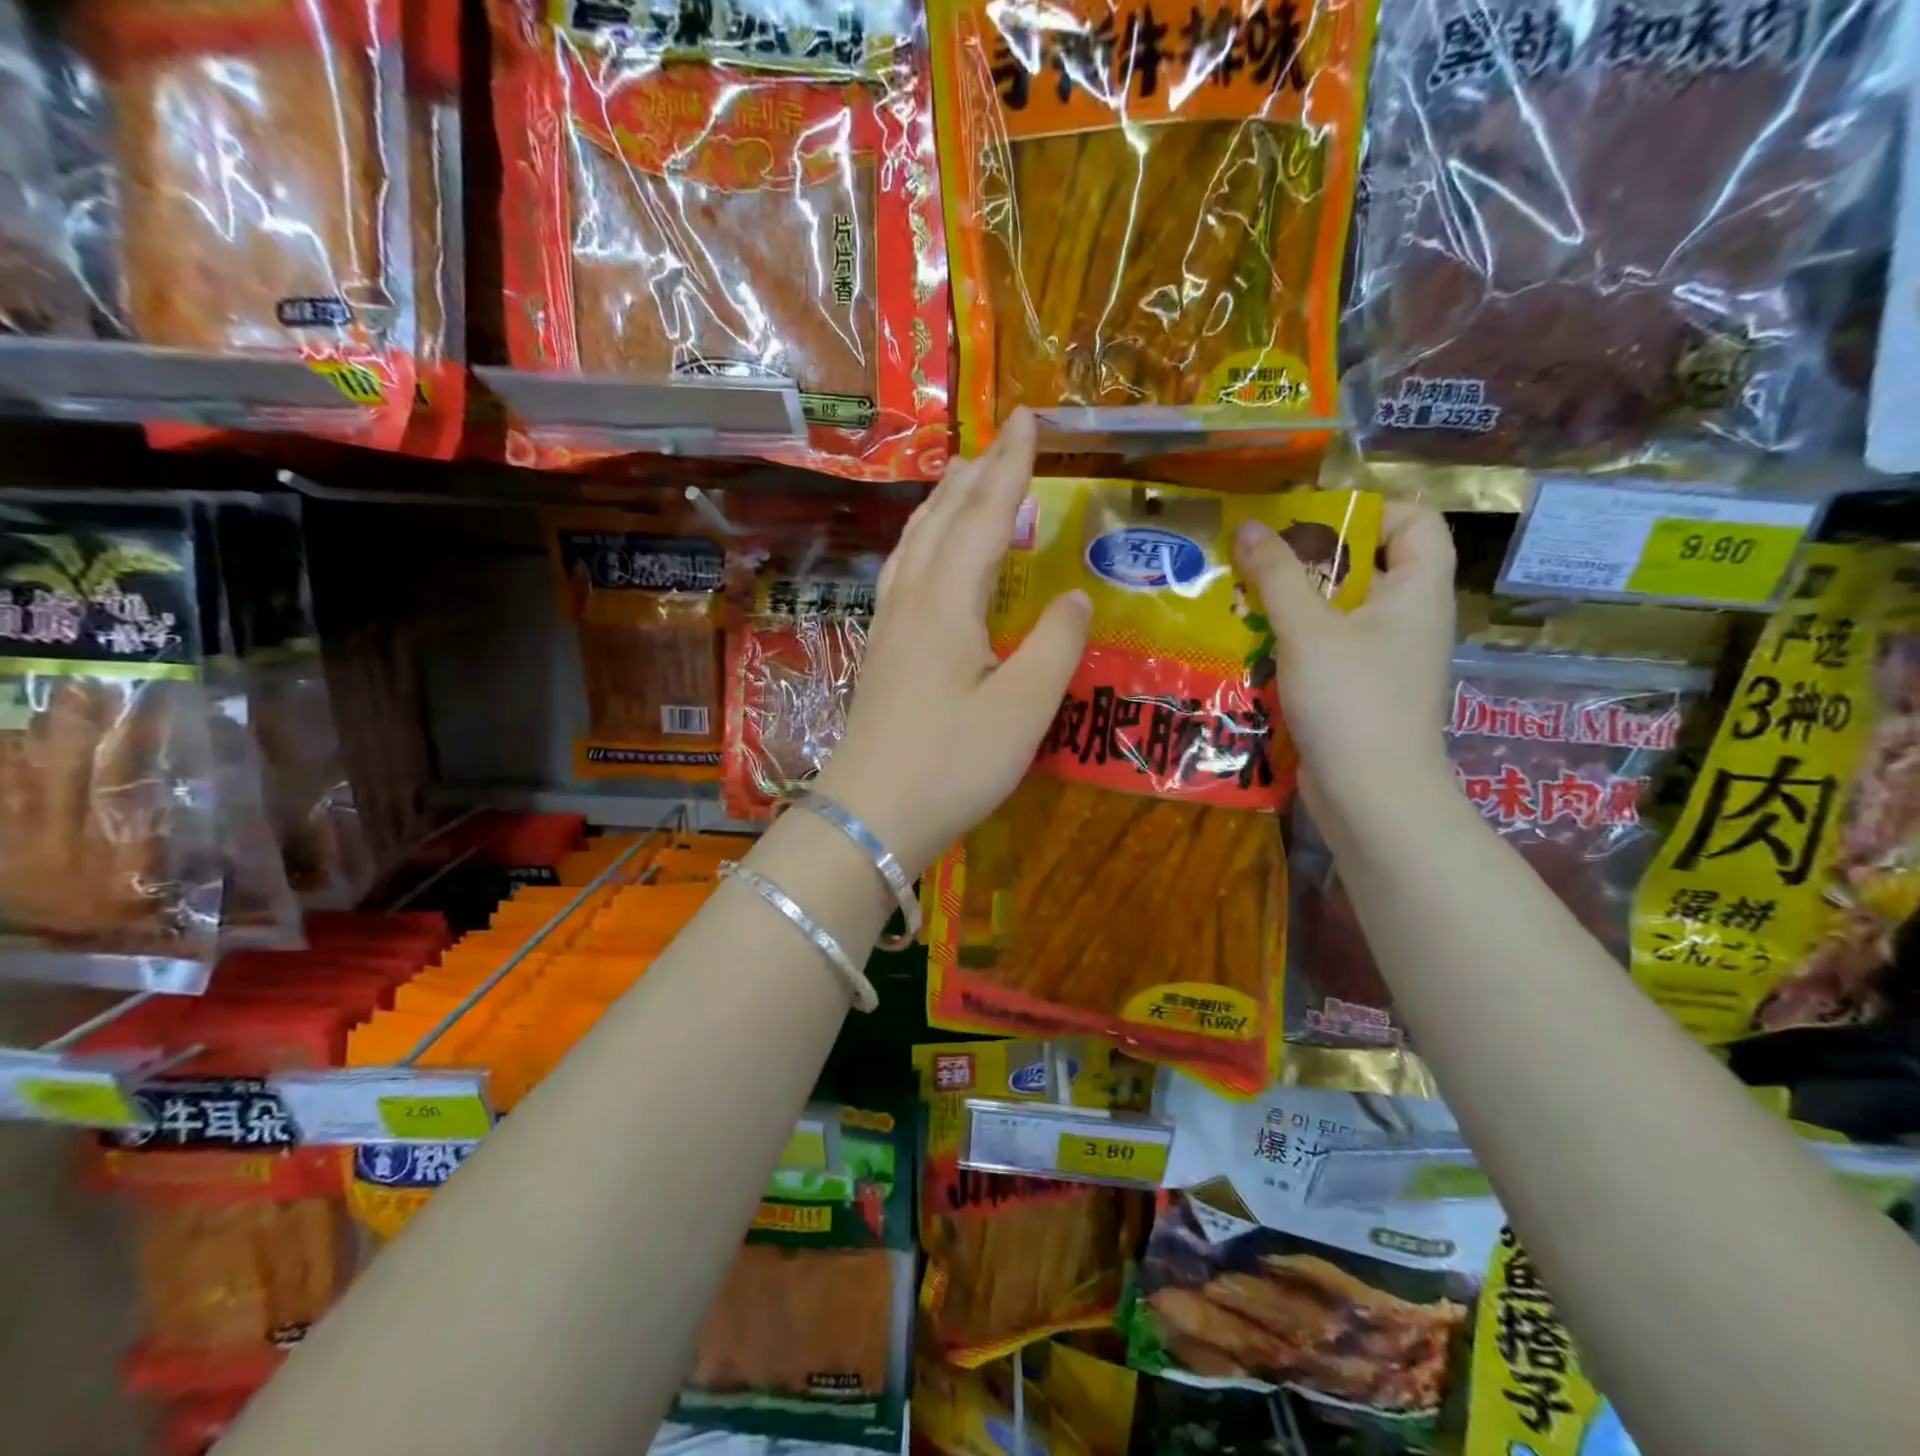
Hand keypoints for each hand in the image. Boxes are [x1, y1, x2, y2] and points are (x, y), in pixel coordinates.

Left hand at [815, 410, 1089, 875]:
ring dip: (943, 503)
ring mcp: (889, 627)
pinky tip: (929, 556)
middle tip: (1002, 438)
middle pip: (943, 518)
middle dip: (976, 473)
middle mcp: (912, 600)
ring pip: (916, 543)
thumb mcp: (1022, 710)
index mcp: (948, 602)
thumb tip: (1073, 598)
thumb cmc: (951, 765)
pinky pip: (904, 573)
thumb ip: (1054, 646)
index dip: (1010, 466)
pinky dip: (925, 542)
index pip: (985, 515)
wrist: (869, 817)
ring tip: (963, 479)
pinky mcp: (881, 654)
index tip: (1029, 419)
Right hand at [1233, 502, 1455, 821]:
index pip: (1416, 523)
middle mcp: (1409, 621)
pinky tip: (1253, 648)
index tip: (1312, 520)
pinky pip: (1329, 652)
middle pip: (1368, 568)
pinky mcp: (1361, 694)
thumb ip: (1278, 576)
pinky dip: (1295, 645)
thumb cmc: (1351, 699)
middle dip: (1312, 560)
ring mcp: (1386, 661)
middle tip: (1259, 558)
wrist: (1371, 794)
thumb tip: (1250, 526)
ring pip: (1340, 614)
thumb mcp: (1308, 630)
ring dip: (1294, 605)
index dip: (1371, 511)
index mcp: (1417, 592)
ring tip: (1243, 600)